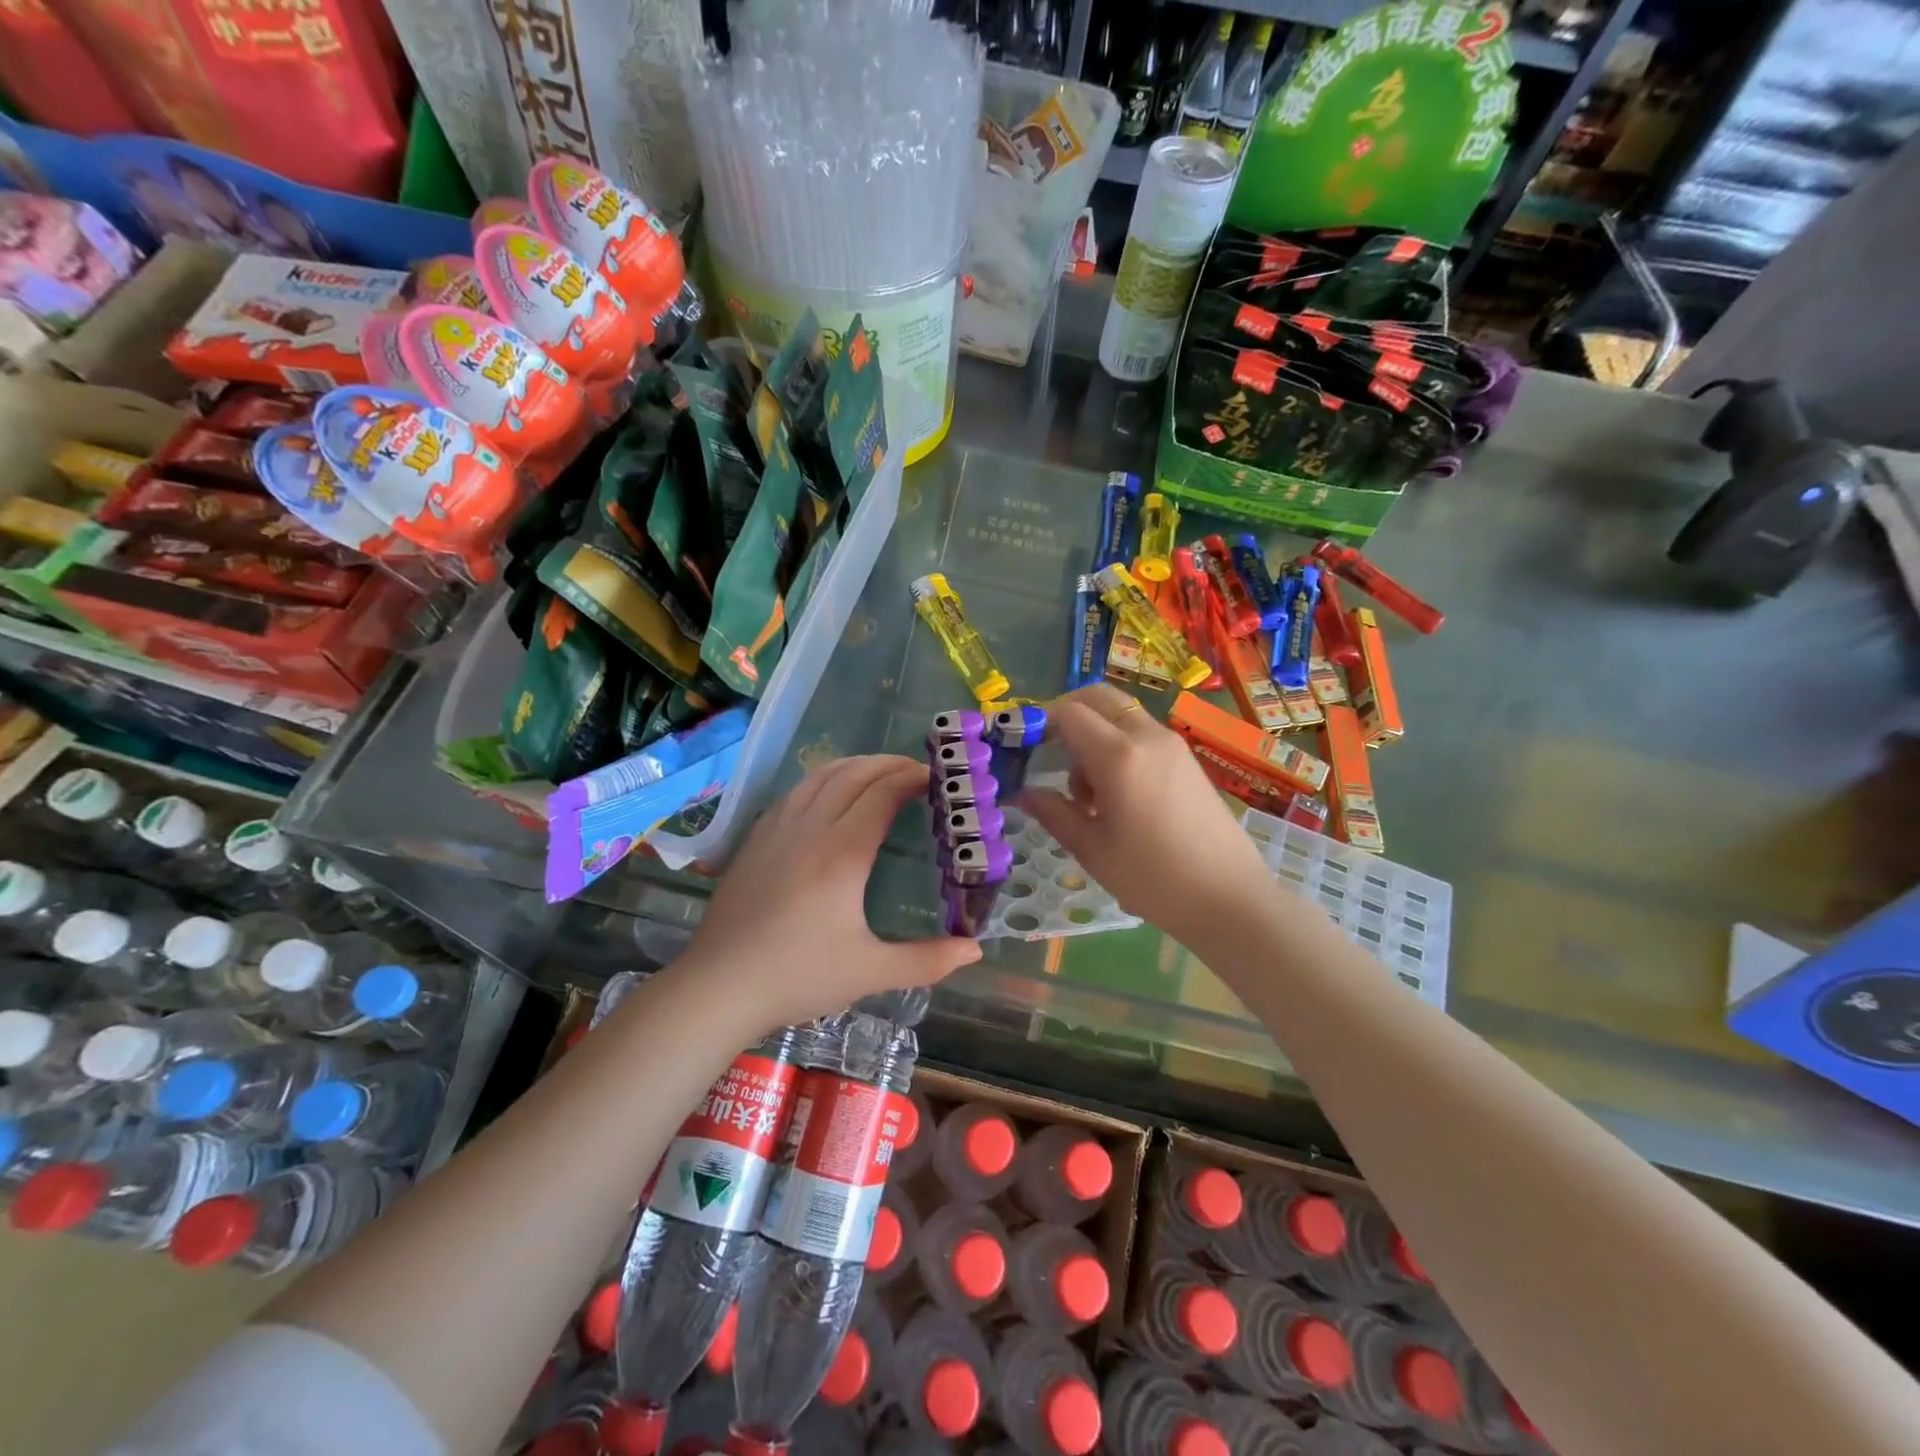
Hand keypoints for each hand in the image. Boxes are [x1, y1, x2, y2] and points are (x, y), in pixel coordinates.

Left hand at [675, 754, 981, 1031]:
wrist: (719, 986)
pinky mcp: (755, 839)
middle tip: (916, 771)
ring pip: (820, 776)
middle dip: (889, 764)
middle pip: (853, 775)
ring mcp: (777, 829)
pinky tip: (828, 795)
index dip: (912, 778)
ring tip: (879, 772)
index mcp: (842, 853)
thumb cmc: (799, 978)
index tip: (937, 777)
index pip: (882, 794)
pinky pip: (795, 792)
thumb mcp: (870, 972)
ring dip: (855, 765)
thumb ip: (927, 960)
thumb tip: (975, 949)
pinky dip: (823, 780)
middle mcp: (810, 829)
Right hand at [1020, 685, 1276, 944]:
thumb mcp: (1092, 849)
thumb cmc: (1153, 879)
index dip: (1040, 722)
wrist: (1230, 898)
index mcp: (1119, 756)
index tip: (1022, 747)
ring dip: (1093, 734)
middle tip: (1047, 753)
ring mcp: (1172, 744)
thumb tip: (1024, 793)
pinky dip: (1117, 745)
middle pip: (1097, 698)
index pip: (1069, 713)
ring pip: (1120, 715)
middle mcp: (1147, 737)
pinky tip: (1116, 794)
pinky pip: (1141, 733)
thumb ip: (1054, 813)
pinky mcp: (1186, 758)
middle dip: (1066, 714)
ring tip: (1085, 793)